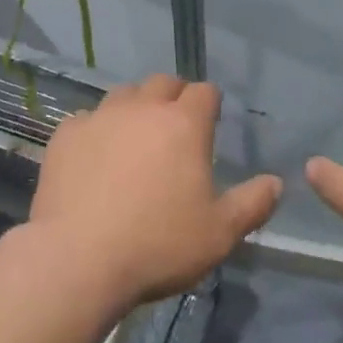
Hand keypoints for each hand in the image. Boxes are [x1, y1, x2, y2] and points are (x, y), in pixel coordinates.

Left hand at [29, 74, 282, 311]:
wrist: (78, 260)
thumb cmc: (158, 245)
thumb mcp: (219, 234)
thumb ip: (252, 204)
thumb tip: (276, 182)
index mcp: (184, 123)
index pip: (204, 91)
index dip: (210, 103)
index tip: (210, 122)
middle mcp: (143, 108)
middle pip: (163, 82)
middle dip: (173, 96)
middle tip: (175, 128)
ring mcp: (100, 116)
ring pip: (124, 95)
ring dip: (135, 108)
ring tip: (134, 139)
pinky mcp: (66, 134)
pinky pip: (86, 119)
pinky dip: (96, 130)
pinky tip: (94, 157)